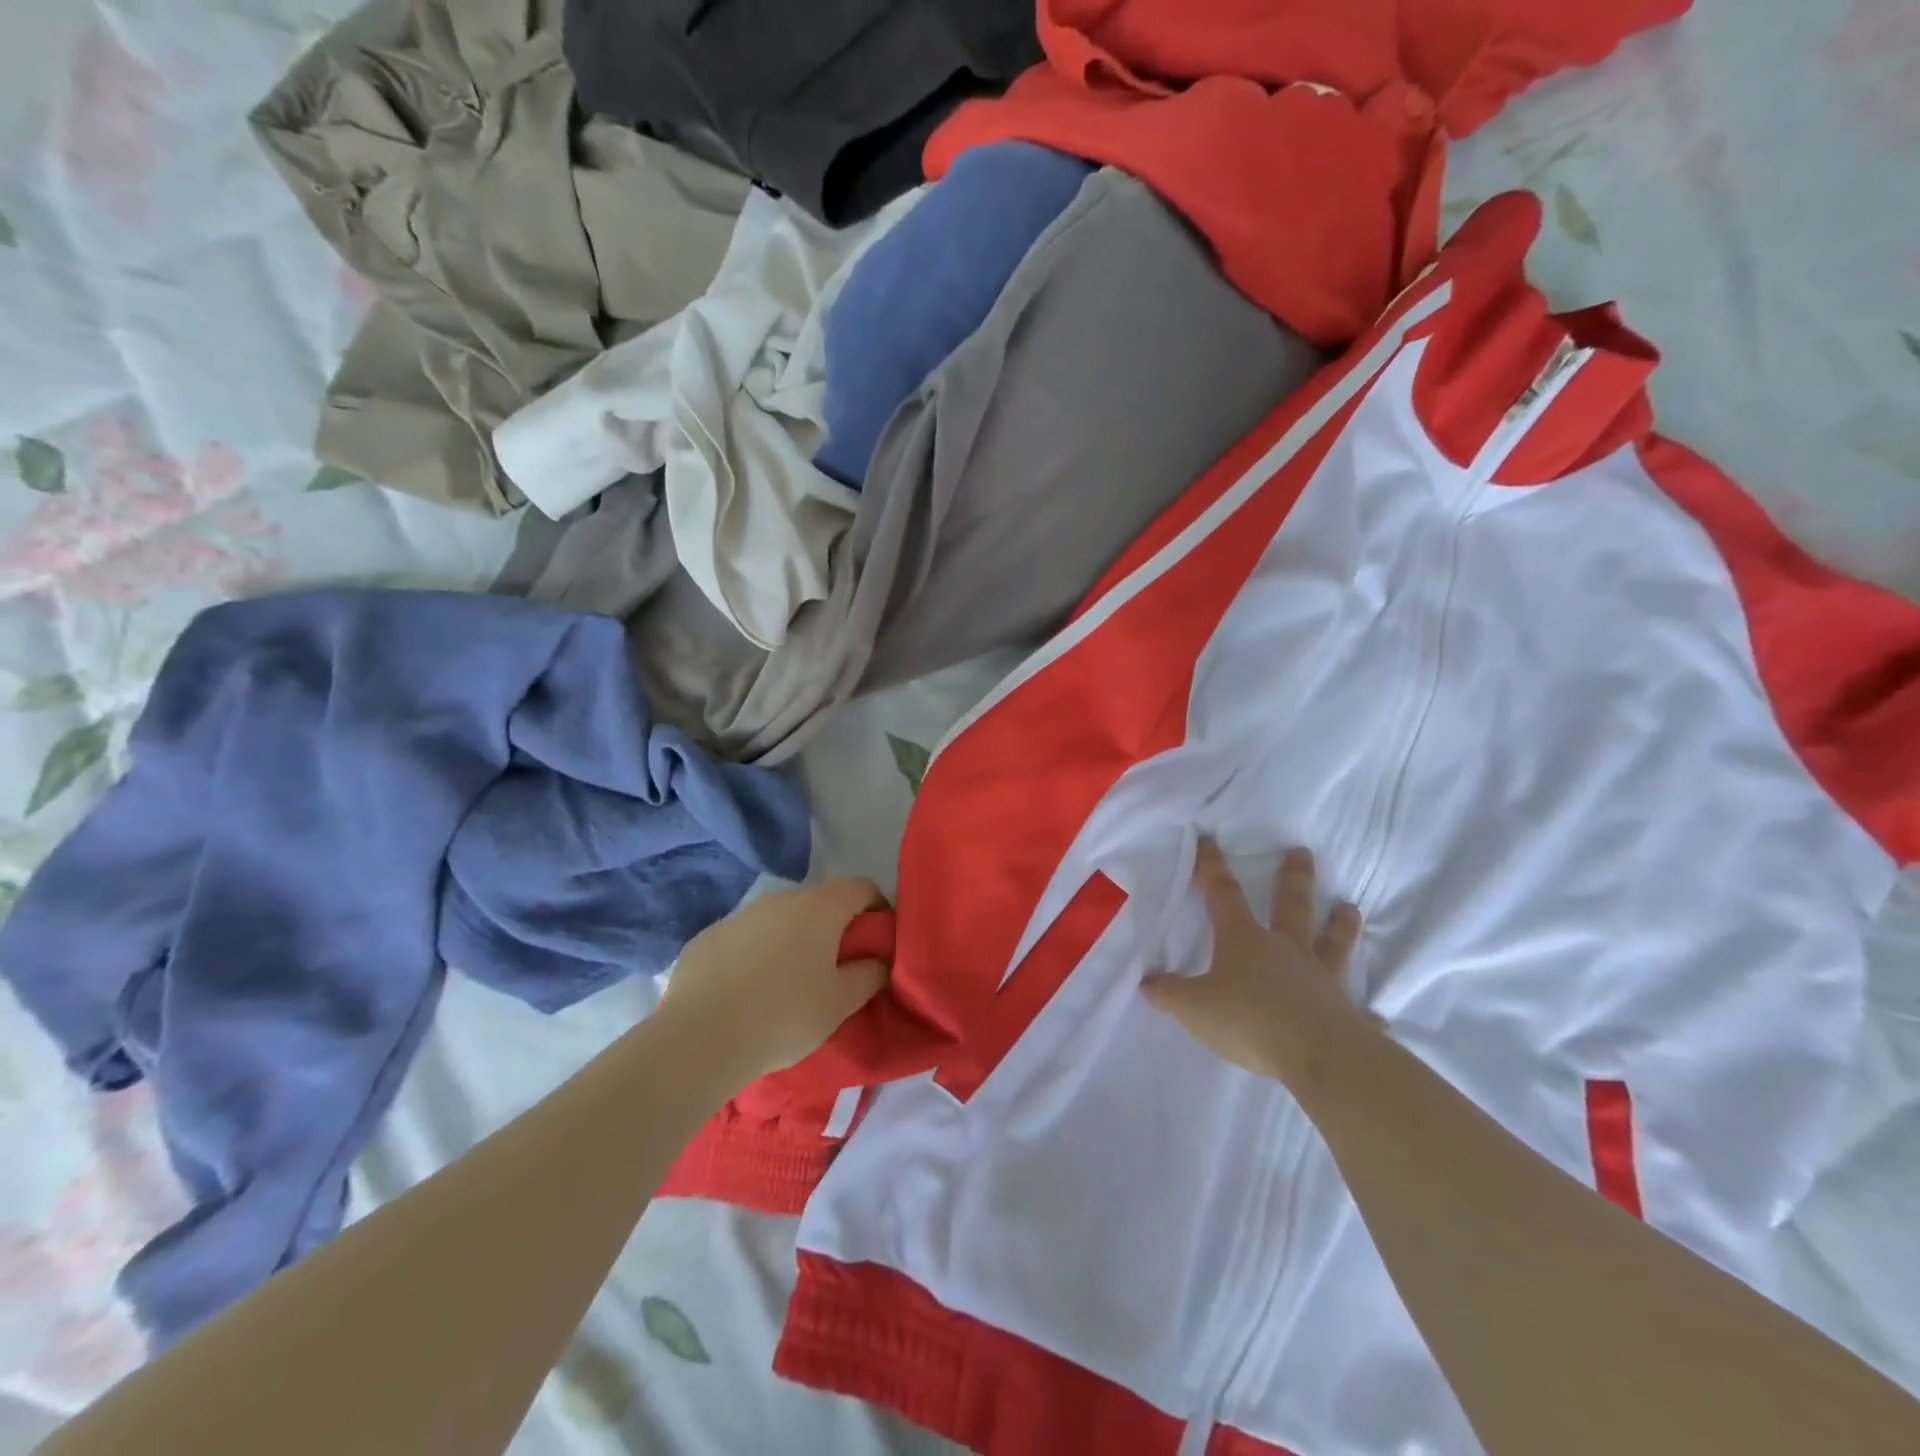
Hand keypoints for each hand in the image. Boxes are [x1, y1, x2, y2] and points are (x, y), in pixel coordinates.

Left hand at [657, 878, 888, 1083]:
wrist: (700, 1039)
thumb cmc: (784, 1016)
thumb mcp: (840, 1003)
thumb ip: (868, 975)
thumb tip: (878, 961)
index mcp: (819, 908)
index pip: (861, 887)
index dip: (877, 908)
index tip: (876, 941)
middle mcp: (780, 900)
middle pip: (819, 902)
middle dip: (832, 928)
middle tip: (834, 969)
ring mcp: (740, 915)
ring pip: (778, 920)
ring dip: (791, 940)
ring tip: (787, 984)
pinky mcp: (707, 937)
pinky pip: (743, 939)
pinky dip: (754, 955)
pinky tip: (746, 993)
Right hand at [1142, 838, 1367, 1085]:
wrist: (1317, 1056)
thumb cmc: (1248, 1020)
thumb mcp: (1194, 1008)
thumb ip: (1170, 994)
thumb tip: (1147, 983)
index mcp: (1244, 940)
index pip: (1223, 894)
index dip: (1212, 866)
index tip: (1209, 838)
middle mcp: (1286, 950)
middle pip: (1290, 905)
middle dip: (1293, 878)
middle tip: (1302, 852)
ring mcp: (1321, 980)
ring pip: (1332, 944)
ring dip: (1340, 926)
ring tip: (1350, 908)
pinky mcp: (1347, 1015)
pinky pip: (1358, 1012)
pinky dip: (1366, 1014)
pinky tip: (1376, 1016)